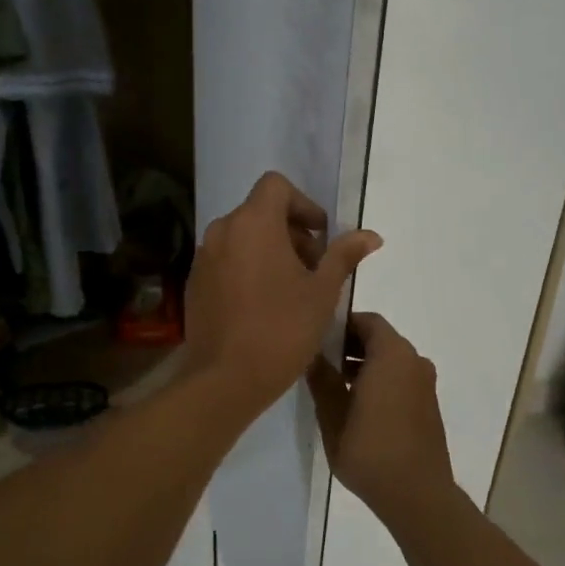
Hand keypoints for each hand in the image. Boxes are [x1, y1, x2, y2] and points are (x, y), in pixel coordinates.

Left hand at [184, 172, 380, 414]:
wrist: (225, 379)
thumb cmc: (282, 329)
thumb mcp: (323, 292)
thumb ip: (343, 256)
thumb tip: (371, 235)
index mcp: (253, 223)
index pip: (276, 186)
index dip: (303, 204)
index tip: (321, 236)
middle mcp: (222, 230)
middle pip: (260, 212)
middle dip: (291, 232)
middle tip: (314, 268)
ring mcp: (203, 257)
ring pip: (242, 237)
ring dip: (269, 250)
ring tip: (292, 289)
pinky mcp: (193, 283)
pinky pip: (225, 260)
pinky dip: (246, 267)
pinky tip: (262, 304)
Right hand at [308, 312, 453, 525]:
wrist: (418, 496)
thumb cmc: (371, 451)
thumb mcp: (333, 415)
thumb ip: (322, 380)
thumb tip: (311, 356)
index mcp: (393, 355)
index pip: (366, 321)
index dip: (341, 325)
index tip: (317, 338)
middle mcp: (414, 361)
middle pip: (379, 338)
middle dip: (350, 345)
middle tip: (320, 361)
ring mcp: (425, 384)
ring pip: (390, 360)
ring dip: (364, 364)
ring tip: (334, 386)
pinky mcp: (428, 405)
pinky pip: (401, 378)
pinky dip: (380, 380)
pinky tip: (357, 406)